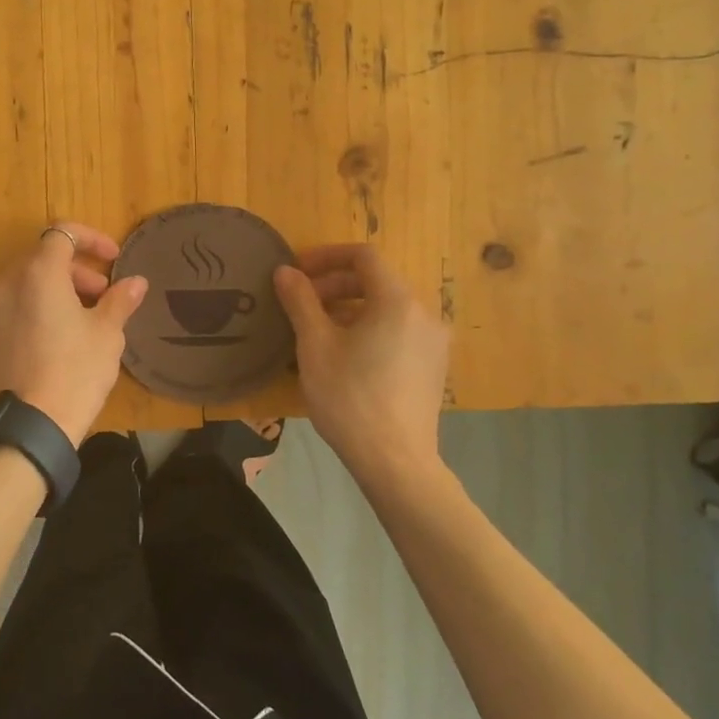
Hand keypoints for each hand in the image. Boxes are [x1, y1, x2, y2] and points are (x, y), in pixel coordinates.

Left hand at [0, 223, 148, 444]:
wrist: (31, 425)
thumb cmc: (76, 371)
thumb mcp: (107, 333)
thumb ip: (120, 299)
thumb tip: (136, 282)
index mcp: (38, 272)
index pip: (63, 233)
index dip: (91, 239)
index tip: (113, 259)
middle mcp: (6, 282)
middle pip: (42, 258)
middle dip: (76, 269)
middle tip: (102, 294)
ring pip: (24, 283)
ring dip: (54, 289)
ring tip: (79, 318)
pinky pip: (9, 307)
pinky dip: (32, 309)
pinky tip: (51, 338)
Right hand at [273, 244, 450, 476]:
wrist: (395, 461)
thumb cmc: (350, 397)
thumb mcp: (315, 345)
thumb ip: (300, 301)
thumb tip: (285, 271)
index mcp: (397, 301)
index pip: (363, 256)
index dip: (326, 256)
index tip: (297, 272)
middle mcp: (423, 313)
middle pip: (376, 281)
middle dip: (334, 285)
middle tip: (300, 304)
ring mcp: (433, 342)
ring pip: (386, 308)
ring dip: (348, 308)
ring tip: (316, 331)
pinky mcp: (432, 366)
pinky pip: (397, 331)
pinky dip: (368, 328)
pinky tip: (343, 355)